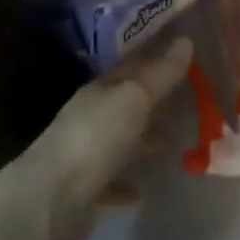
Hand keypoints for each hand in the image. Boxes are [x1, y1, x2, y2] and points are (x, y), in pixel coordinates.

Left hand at [19, 36, 192, 239]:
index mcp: (98, 92)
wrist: (52, 200)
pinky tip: (141, 192)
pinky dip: (125, 184)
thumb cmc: (96, 138)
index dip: (155, 63)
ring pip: (119, 143)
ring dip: (142, 143)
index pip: (130, 70)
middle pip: (125, 107)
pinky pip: (110, 184)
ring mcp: (84, 156)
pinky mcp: (84, 192)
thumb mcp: (133, 99)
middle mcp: (89, 119)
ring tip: (172, 146)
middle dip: (152, 105)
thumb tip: (186, 40)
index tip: (184, 62)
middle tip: (186, 105)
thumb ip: (161, 74)